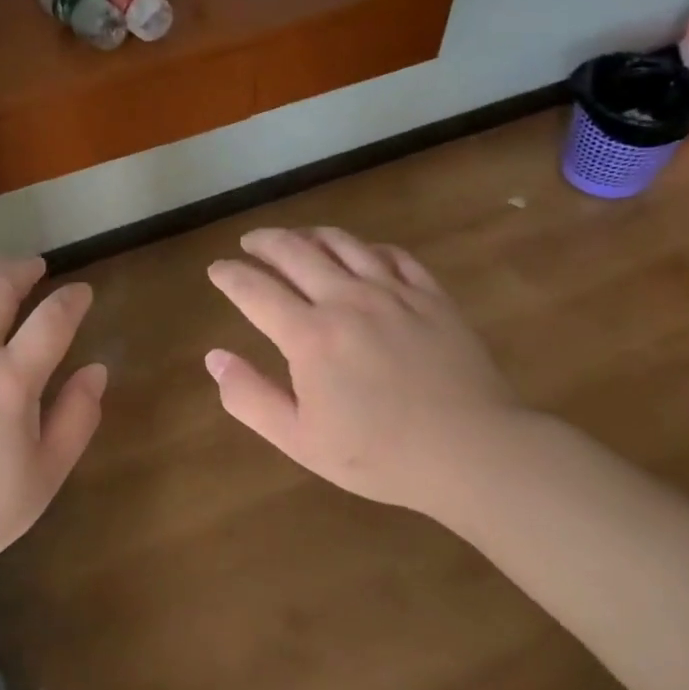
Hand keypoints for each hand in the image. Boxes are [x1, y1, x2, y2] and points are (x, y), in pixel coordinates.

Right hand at [205, 227, 523, 512]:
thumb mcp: (300, 440)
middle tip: (249, 242)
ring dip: (309, 234)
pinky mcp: (430, 295)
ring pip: (341, 243)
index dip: (229, 275)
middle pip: (294, 252)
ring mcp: (392, 292)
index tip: (217, 269)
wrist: (474, 453)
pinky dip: (367, 247)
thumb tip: (214, 358)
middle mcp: (345, 299)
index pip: (254, 289)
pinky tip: (362, 253)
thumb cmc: (379, 455)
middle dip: (264, 242)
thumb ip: (250, 397)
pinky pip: (392, 255)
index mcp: (309, 335)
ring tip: (296, 237)